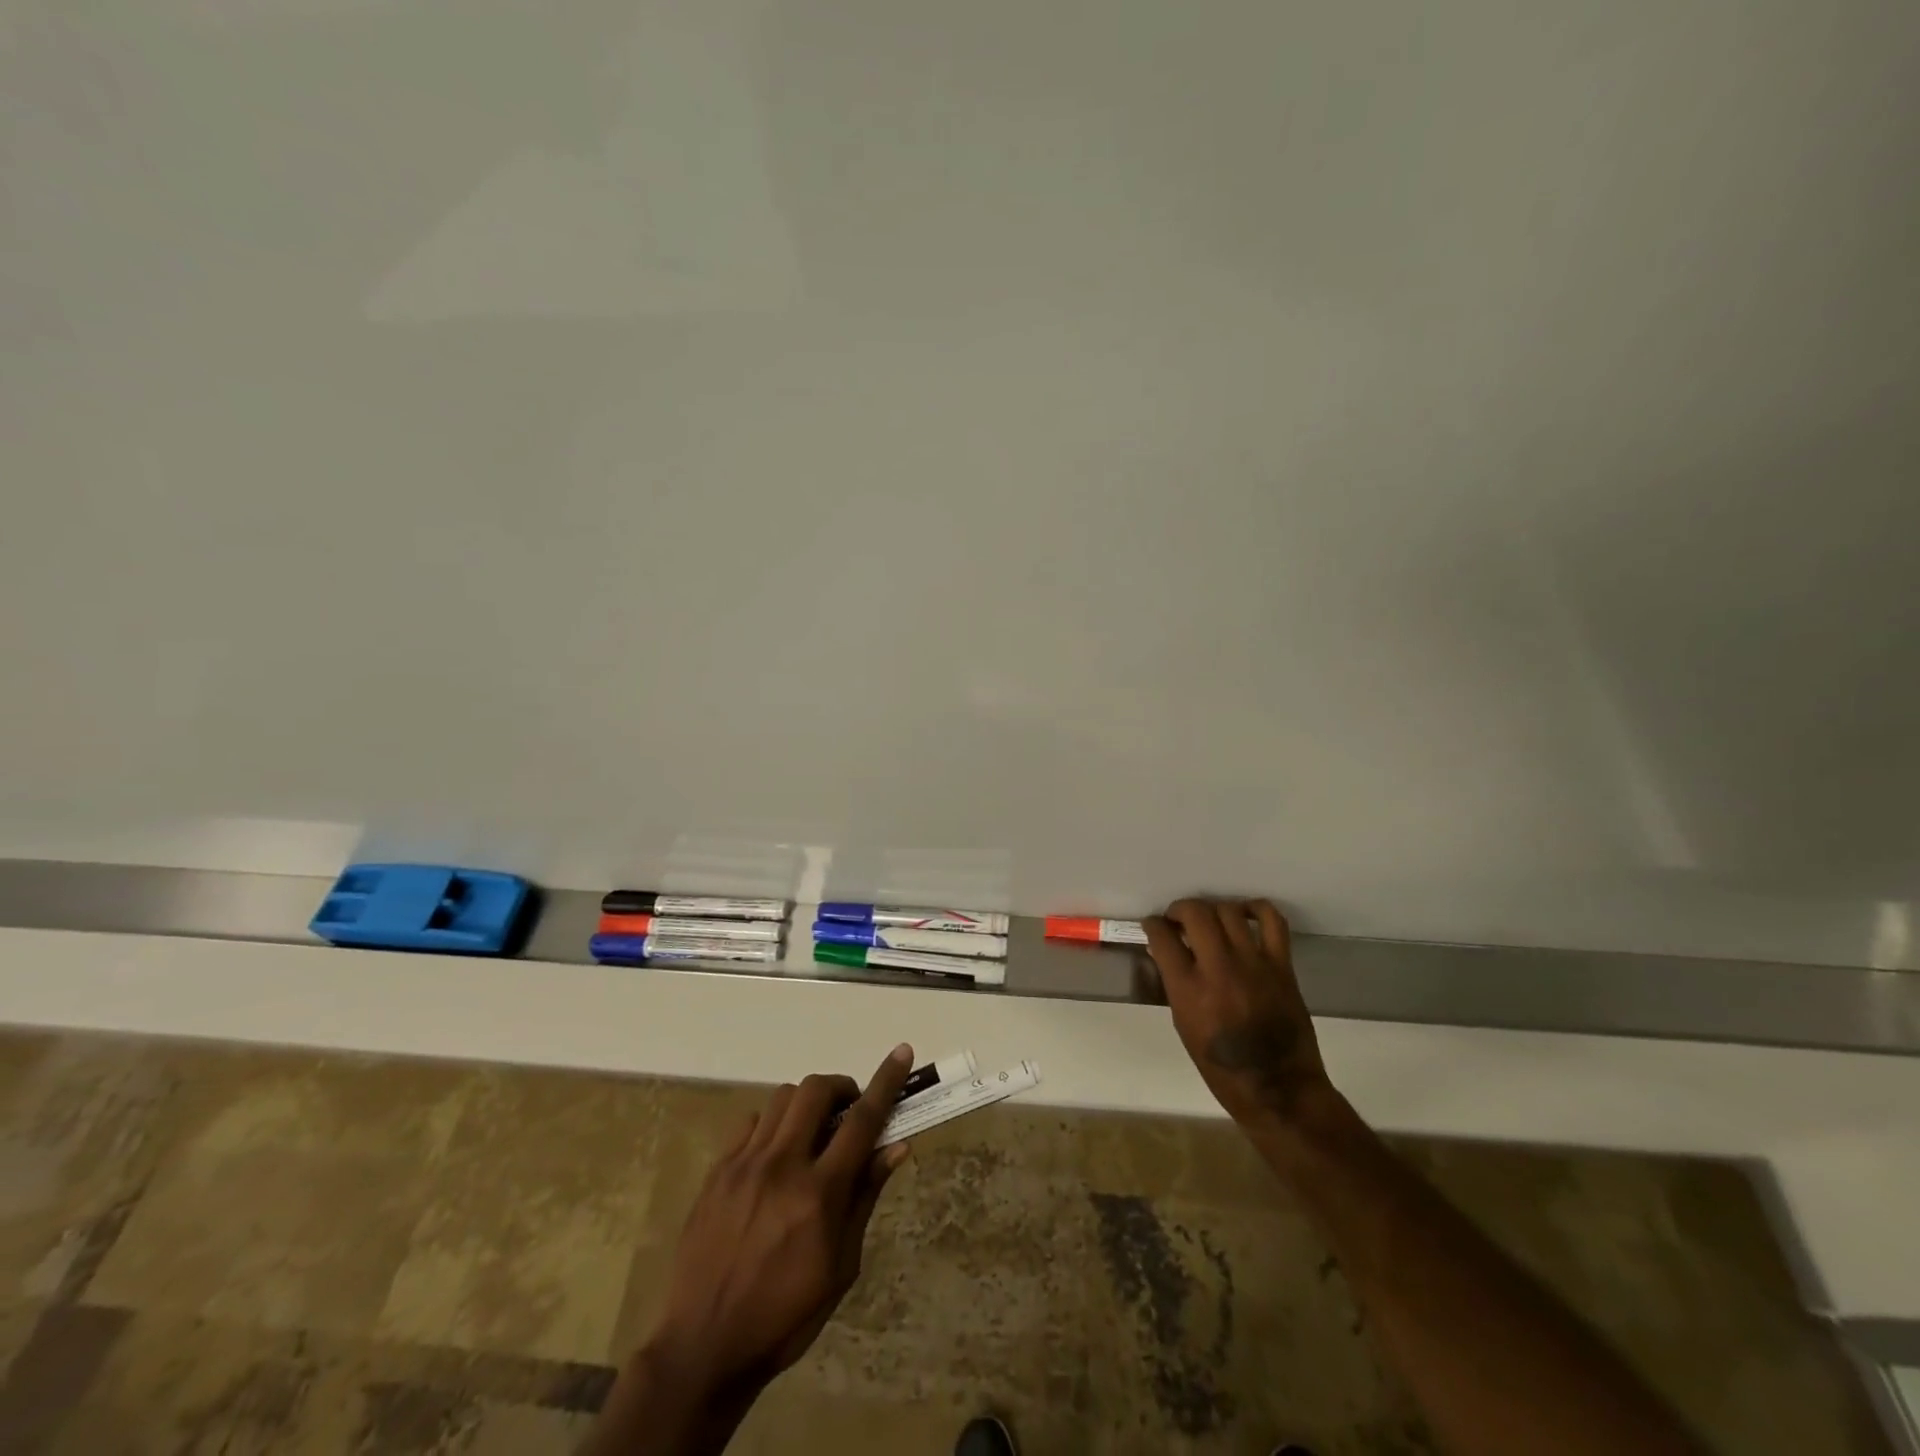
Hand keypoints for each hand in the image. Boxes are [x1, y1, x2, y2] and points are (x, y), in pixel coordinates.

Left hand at [647, 1045, 915, 1391]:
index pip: (862, 1121)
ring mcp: (744, 1165)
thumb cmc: (785, 1316)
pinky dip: (772, 1125)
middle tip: (849, 1112)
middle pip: (815, 1091)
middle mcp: (781, 1167)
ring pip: (782, 1099)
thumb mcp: (841, 1266)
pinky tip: (775, 1156)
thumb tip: (896, 1146)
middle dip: (841, 1088)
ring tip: (812, 1135)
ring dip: (807, 1105)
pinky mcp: (717, 1171)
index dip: (886, 1082)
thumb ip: (865, 1197)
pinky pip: (751, 1123)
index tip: (901, 1052)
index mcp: (819, 1195)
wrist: (703, 1347)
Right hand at [1144, 898, 1332, 1128]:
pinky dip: (1257, 909)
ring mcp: (1253, 963)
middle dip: (1180, 909)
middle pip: (1195, 912)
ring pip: (1229, 910)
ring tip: (1210, 920)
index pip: (1162, 936)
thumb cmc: (1222, 1068)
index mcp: (1188, 989)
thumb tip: (1166, 953)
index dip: (1153, 925)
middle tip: (1178, 919)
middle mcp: (1219, 968)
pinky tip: (1245, 914)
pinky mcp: (1281, 966)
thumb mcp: (1184, 1025)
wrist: (1279, 1089)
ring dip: (1213, 909)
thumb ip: (1175, 985)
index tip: (1154, 926)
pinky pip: (1272, 921)